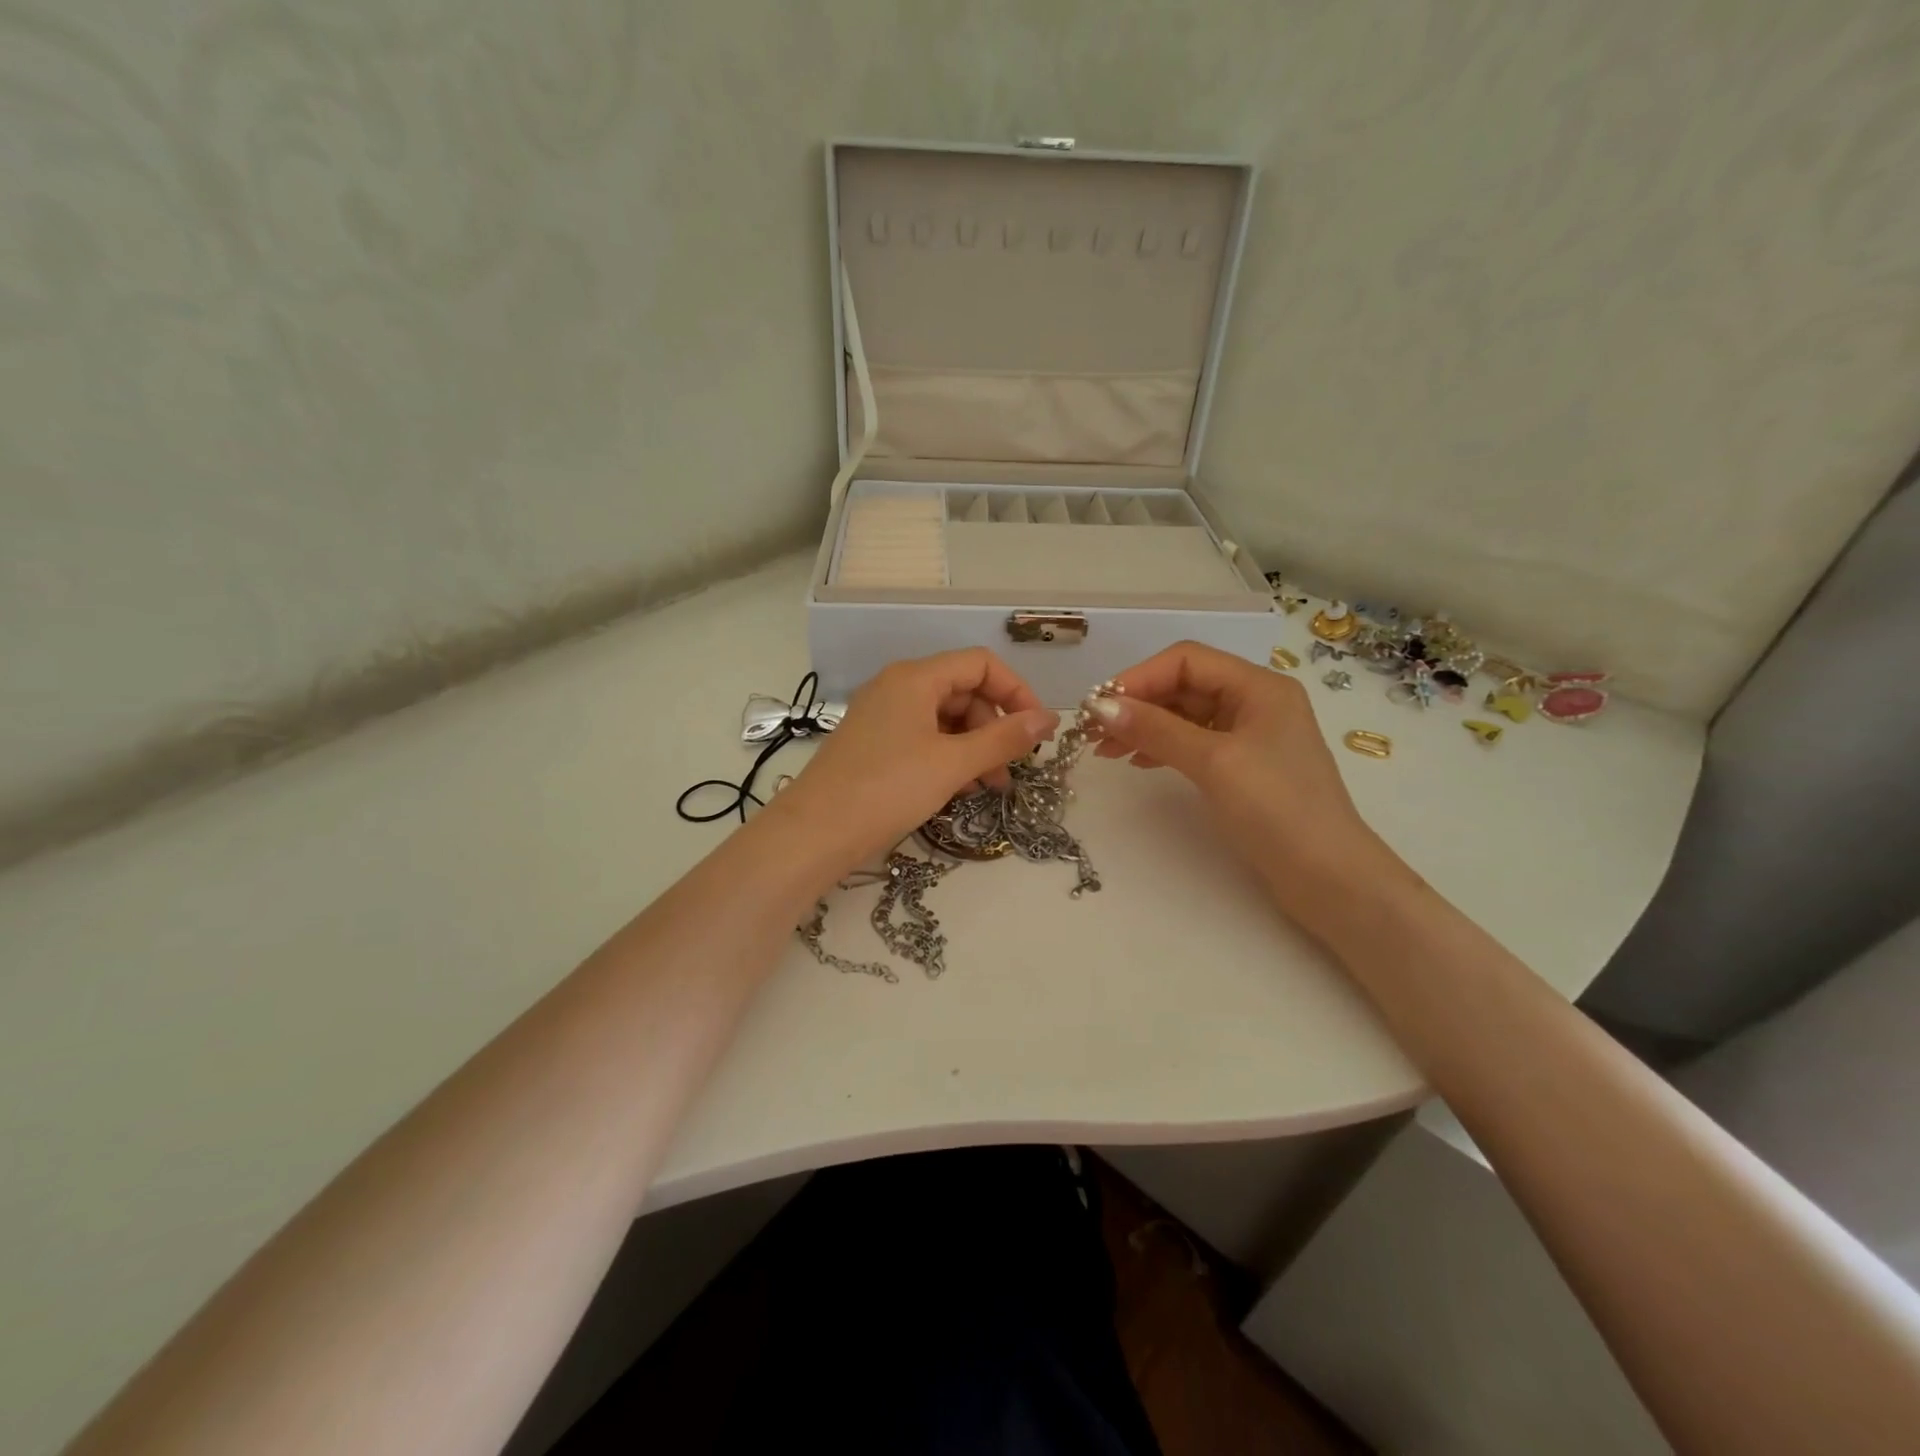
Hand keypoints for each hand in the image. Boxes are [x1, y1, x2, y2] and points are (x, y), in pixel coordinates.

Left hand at [765, 650, 1059, 877]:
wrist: (814, 833)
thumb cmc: (887, 789)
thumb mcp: (953, 764)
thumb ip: (1004, 739)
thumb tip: (1048, 719)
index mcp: (915, 678)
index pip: (980, 664)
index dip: (1016, 692)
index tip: (1036, 731)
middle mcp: (897, 687)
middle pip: (963, 691)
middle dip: (994, 727)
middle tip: (1010, 769)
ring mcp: (882, 715)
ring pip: (944, 719)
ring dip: (974, 747)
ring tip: (989, 787)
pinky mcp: (874, 744)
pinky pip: (923, 738)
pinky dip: (948, 757)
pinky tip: (960, 788)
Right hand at [1086, 641, 1410, 926]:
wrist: (1328, 877)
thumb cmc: (1276, 809)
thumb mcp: (1213, 762)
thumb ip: (1156, 729)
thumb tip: (1100, 707)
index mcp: (1259, 687)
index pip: (1186, 660)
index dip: (1139, 677)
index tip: (1099, 706)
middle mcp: (1255, 702)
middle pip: (1184, 685)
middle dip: (1137, 703)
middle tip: (1093, 732)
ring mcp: (1250, 735)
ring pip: (1185, 715)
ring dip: (1145, 726)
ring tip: (1106, 750)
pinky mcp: (1244, 766)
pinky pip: (1193, 742)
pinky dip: (1163, 747)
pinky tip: (1138, 762)